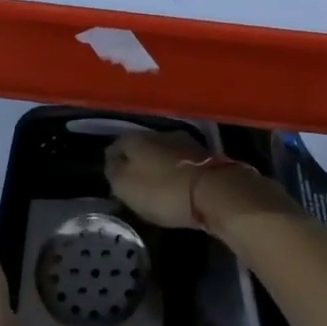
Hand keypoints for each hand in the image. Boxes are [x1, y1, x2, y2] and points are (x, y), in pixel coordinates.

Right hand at [106, 133, 297, 238]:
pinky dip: (175, 173)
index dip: (111, 162)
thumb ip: (113, 172)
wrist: (215, 192)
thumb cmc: (163, 190)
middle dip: (136, 163)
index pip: (115, 145)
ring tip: (154, 187)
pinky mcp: (205, 157)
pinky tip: (175, 187)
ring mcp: (185, 143)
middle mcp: (159, 133)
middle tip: (132, 184)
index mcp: (137, 138)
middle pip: (141, 147)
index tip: (111, 179)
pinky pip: (181, 164)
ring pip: (162, 153)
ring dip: (157, 167)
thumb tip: (111, 162)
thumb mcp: (126, 186)